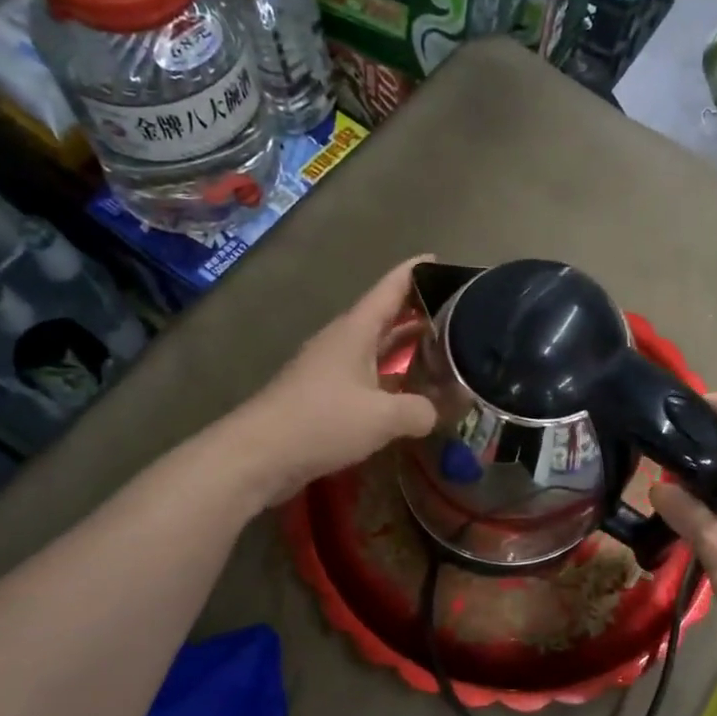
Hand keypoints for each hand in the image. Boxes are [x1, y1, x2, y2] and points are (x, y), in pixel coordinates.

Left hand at [232, 258, 437, 505]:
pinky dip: (392, 378)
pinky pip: (368, 377)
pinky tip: (411, 394)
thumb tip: (436, 412)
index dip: (416, 272)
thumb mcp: (382, 417)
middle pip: (385, 317)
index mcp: (355, 331)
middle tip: (458, 313)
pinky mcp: (325, 397)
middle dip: (419, 312)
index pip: (390, 289)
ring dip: (406, 348)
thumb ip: (420, 411)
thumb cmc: (321, 422)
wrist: (258, 455)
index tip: (441, 260)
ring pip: (377, 349)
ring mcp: (331, 370)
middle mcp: (343, 342)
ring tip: (444, 350)